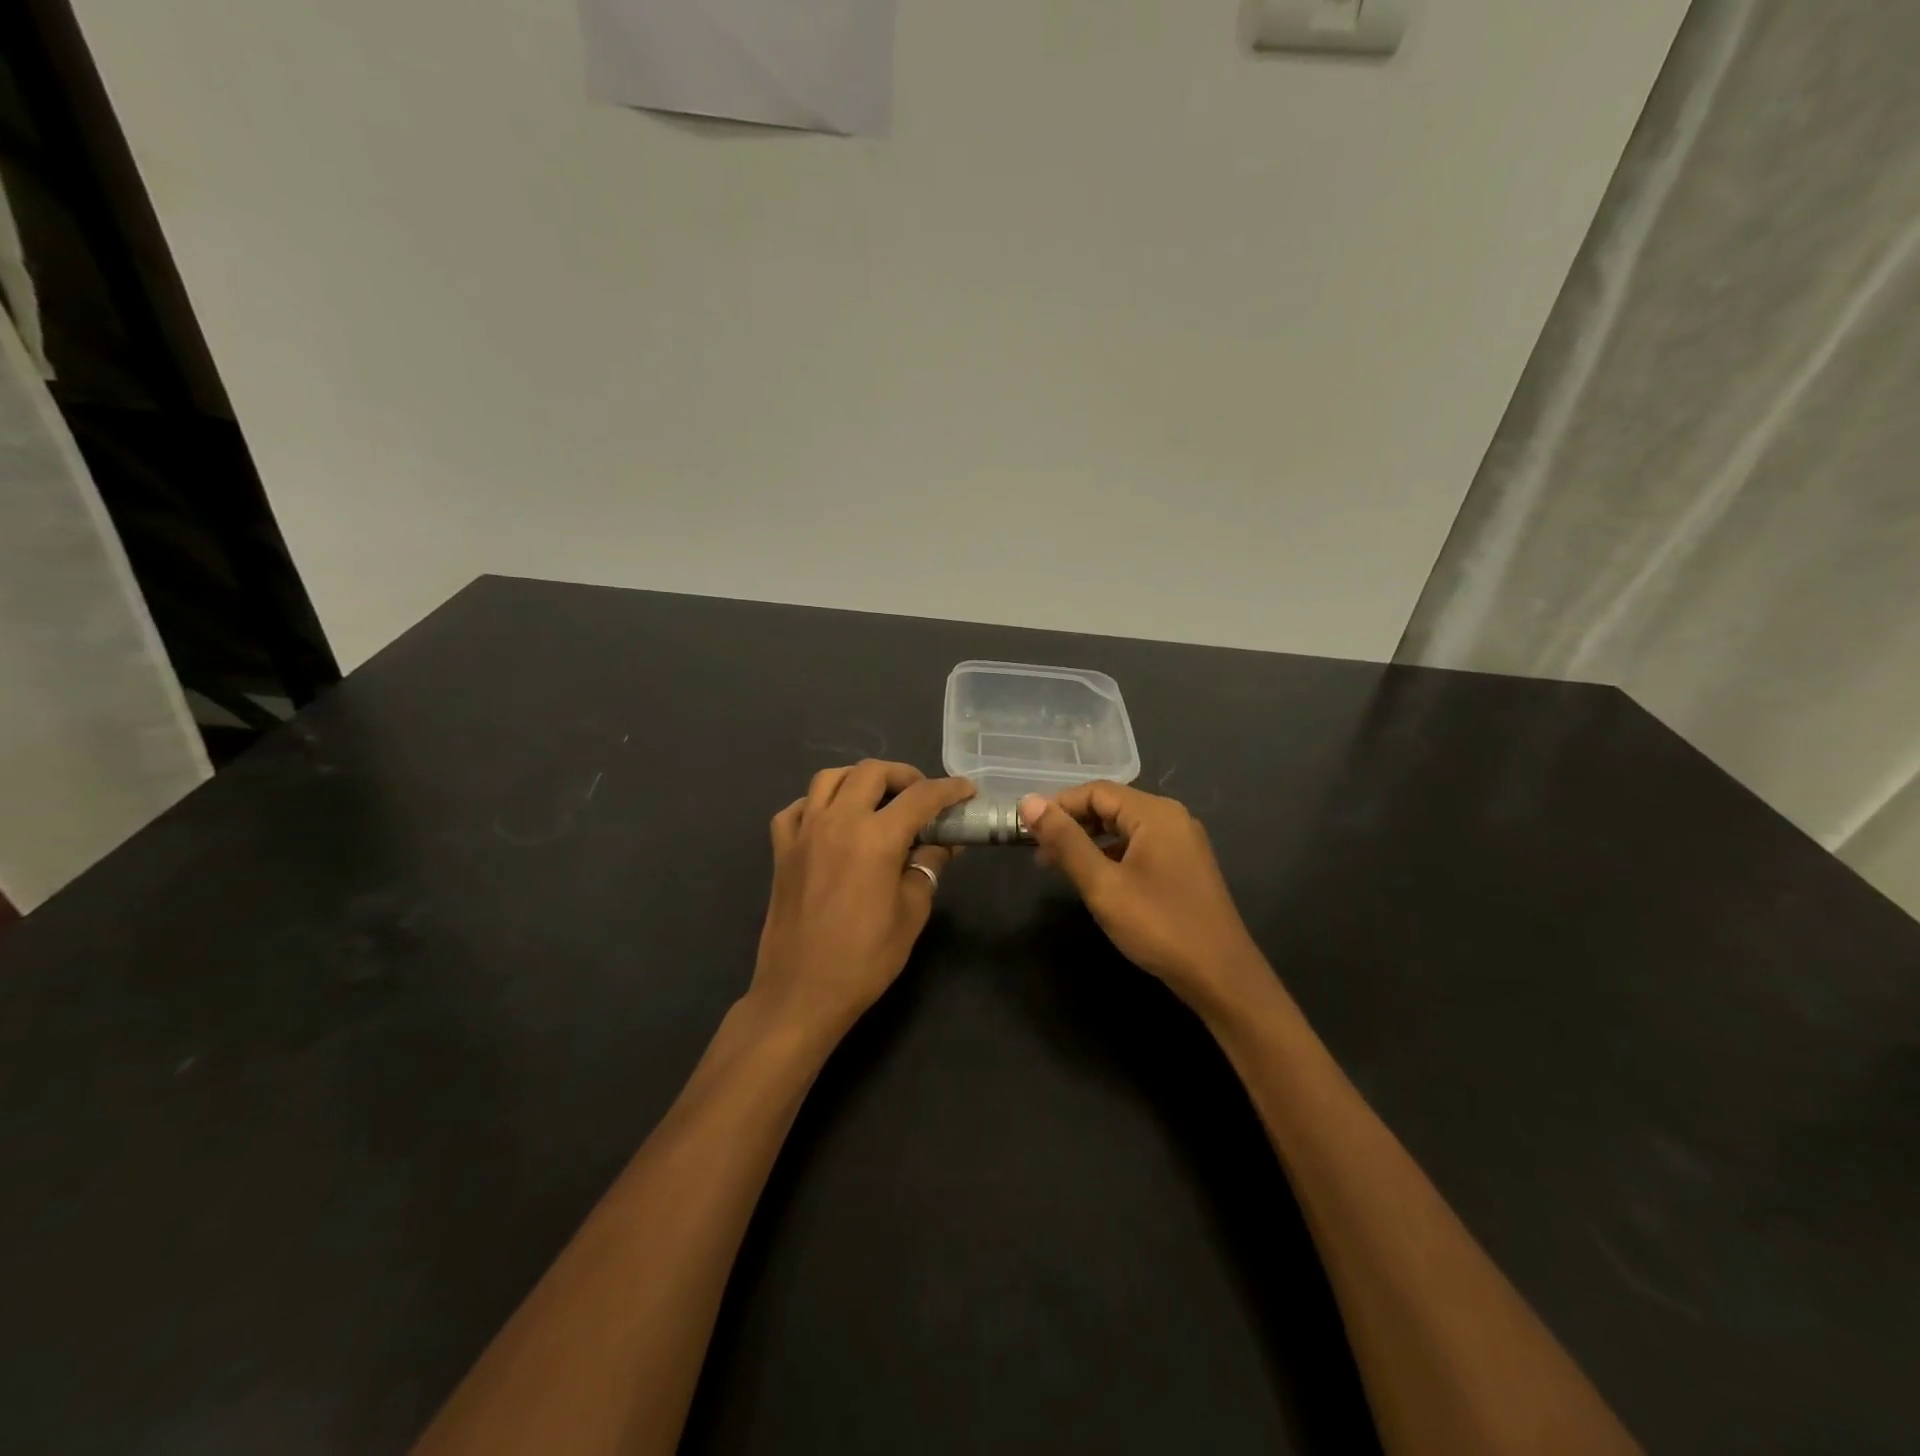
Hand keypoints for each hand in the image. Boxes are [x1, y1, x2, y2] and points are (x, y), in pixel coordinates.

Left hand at [750, 761, 974, 1040]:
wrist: (802, 992)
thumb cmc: (865, 958)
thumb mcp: (911, 912)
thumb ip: (927, 866)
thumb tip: (941, 842)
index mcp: (876, 837)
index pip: (921, 797)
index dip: (949, 789)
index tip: (966, 791)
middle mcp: (838, 821)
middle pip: (872, 772)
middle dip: (903, 775)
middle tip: (922, 796)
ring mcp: (803, 832)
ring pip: (829, 778)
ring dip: (859, 779)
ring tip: (877, 799)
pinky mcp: (781, 850)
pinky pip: (797, 808)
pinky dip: (818, 803)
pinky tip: (832, 821)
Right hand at [1020, 783, 1268, 1017]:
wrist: (1221, 976)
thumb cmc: (1159, 926)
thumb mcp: (1103, 884)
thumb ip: (1066, 841)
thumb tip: (1029, 803)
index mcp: (1155, 813)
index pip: (1096, 791)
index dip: (1058, 805)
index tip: (1025, 829)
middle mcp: (1172, 818)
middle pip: (1111, 805)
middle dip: (1072, 823)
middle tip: (1037, 850)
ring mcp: (1182, 842)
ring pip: (1124, 827)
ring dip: (1089, 840)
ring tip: (1057, 865)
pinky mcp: (1184, 865)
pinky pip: (1139, 845)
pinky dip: (1111, 854)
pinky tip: (1094, 878)